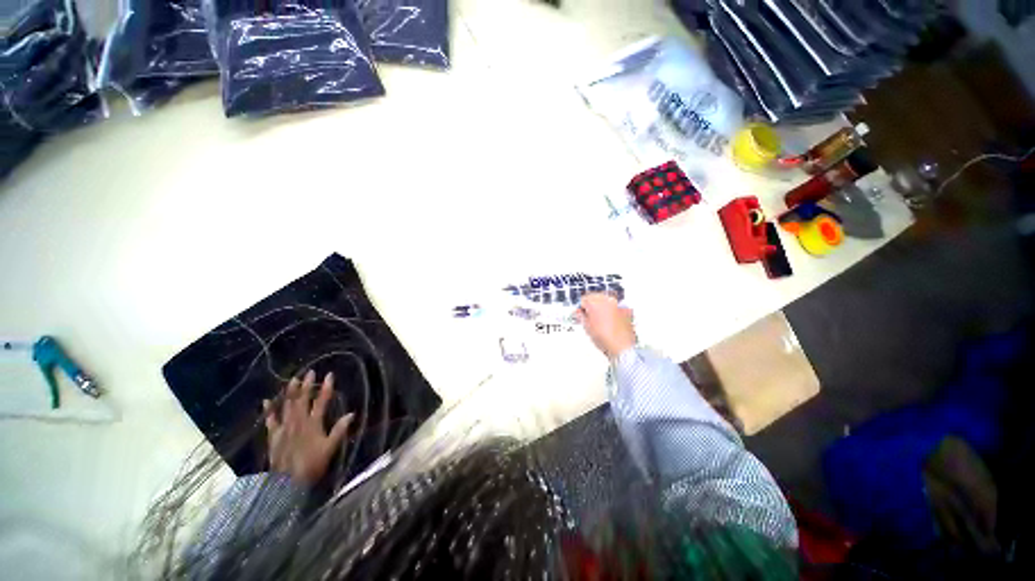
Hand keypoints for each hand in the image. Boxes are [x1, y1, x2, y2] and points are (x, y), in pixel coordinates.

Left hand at [264, 370, 352, 485]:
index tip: (330, 375)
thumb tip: (351, 414)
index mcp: (314, 424)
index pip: (322, 402)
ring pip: (287, 406)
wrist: (286, 483)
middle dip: (307, 385)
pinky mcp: (274, 435)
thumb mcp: (329, 448)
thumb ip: (339, 430)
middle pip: (303, 400)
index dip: (326, 388)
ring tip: (293, 379)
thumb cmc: (312, 464)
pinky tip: (267, 401)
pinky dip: (270, 410)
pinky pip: (271, 420)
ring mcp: (284, 428)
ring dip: (290, 392)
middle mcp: (299, 422)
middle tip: (309, 372)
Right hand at [576, 293, 635, 359]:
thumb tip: (579, 313)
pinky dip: (610, 310)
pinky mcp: (625, 310)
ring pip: (605, 300)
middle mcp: (607, 300)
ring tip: (598, 320)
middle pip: (595, 297)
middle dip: (590, 305)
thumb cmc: (605, 339)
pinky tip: (608, 321)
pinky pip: (614, 306)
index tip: (579, 313)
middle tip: (587, 316)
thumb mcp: (586, 327)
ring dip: (600, 307)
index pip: (583, 299)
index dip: (580, 308)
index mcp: (595, 302)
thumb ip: (581, 316)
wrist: (621, 347)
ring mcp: (617, 304)